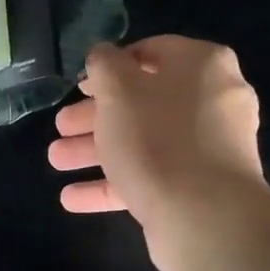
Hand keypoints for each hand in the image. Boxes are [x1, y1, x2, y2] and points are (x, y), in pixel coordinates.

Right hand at [48, 36, 269, 270]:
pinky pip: (151, 178)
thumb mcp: (118, 89)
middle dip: (94, 116)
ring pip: (143, 142)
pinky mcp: (199, 189)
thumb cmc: (157, 138)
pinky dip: (113, 185)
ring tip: (56, 161)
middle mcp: (213, 101)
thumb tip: (103, 56)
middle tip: (61, 126)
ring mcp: (208, 149)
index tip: (80, 86)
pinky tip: (72, 198)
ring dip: (96, 151)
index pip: (151, 52)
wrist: (205, 218)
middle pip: (143, 102)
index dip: (110, 67)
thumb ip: (104, 64)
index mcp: (202, 65)